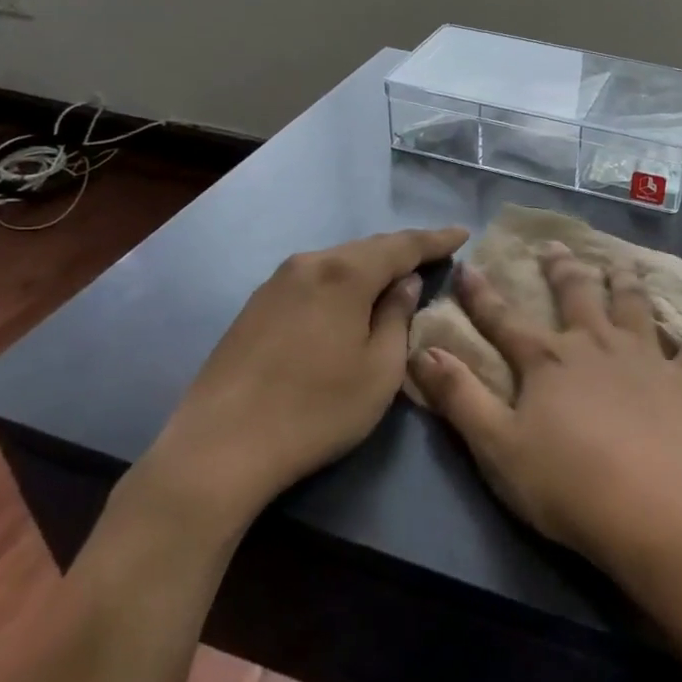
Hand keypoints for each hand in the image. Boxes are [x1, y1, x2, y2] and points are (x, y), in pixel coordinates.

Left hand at [146, 226, 468, 536]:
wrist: (218, 448)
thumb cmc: (315, 410)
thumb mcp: (380, 370)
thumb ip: (398, 318)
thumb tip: (405, 284)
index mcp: (345, 274)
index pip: (403, 245)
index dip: (436, 239)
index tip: (462, 233)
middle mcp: (309, 264)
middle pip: (368, 248)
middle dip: (403, 251)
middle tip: (434, 255)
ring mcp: (276, 283)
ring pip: (338, 263)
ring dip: (370, 267)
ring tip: (395, 278)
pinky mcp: (255, 306)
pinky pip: (314, 279)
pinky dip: (341, 282)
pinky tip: (348, 301)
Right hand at [412, 243, 681, 579]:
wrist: (652, 507)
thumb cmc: (567, 484)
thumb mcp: (496, 446)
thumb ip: (460, 396)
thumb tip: (425, 350)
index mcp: (548, 360)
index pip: (504, 320)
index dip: (481, 294)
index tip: (467, 265)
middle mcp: (596, 344)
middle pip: (575, 296)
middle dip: (561, 269)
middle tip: (555, 246)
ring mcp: (646, 358)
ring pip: (634, 306)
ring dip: (625, 282)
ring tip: (621, 263)